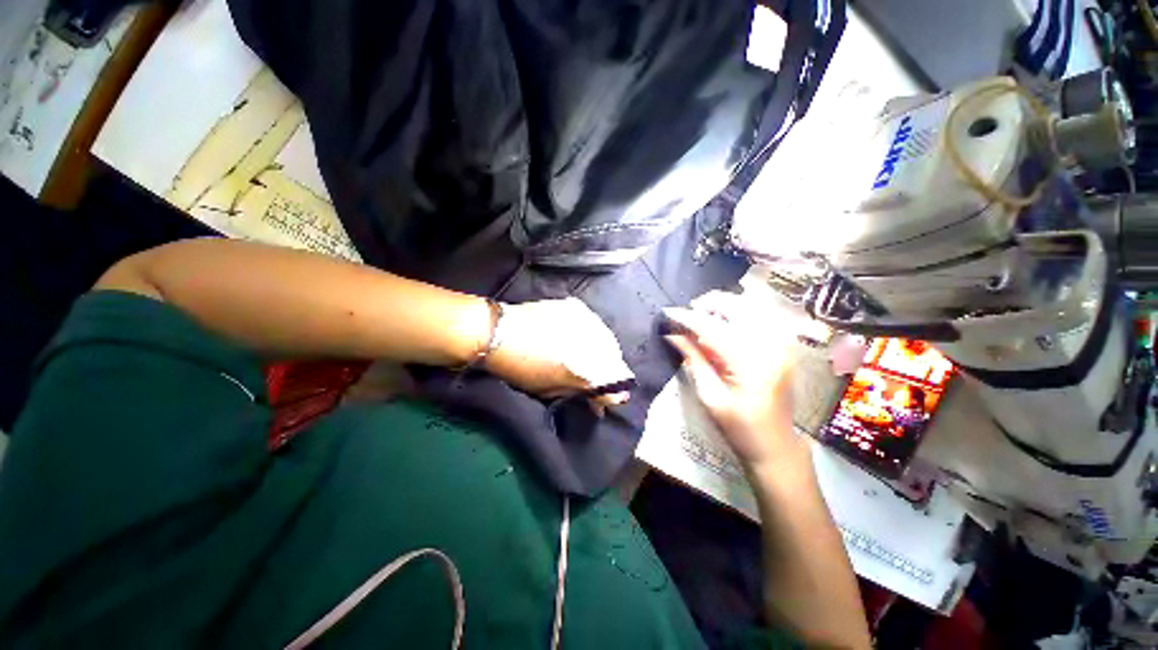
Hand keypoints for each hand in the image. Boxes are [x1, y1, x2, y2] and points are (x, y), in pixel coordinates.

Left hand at [485, 298, 633, 409]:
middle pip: (615, 358)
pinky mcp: (577, 306)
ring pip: (607, 339)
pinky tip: (577, 337)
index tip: (607, 397)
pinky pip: (594, 323)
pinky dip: (590, 333)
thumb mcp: (551, 390)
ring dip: (601, 350)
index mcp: (585, 367)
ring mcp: (586, 320)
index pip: (617, 381)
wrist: (498, 333)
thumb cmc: (521, 369)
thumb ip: (580, 393)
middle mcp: (592, 342)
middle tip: (594, 376)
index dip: (614, 391)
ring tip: (586, 356)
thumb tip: (599, 400)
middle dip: (609, 370)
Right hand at [663, 291, 808, 473]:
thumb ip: (693, 360)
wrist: (776, 444)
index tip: (667, 312)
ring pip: (751, 306)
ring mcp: (783, 344)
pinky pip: (762, 315)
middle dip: (708, 304)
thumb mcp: (710, 396)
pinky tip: (726, 320)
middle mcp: (771, 346)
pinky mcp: (785, 345)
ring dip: (724, 305)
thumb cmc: (739, 427)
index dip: (688, 318)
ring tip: (704, 314)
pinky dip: (740, 311)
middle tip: (687, 313)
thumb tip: (673, 335)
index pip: (713, 328)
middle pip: (737, 307)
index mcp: (750, 364)